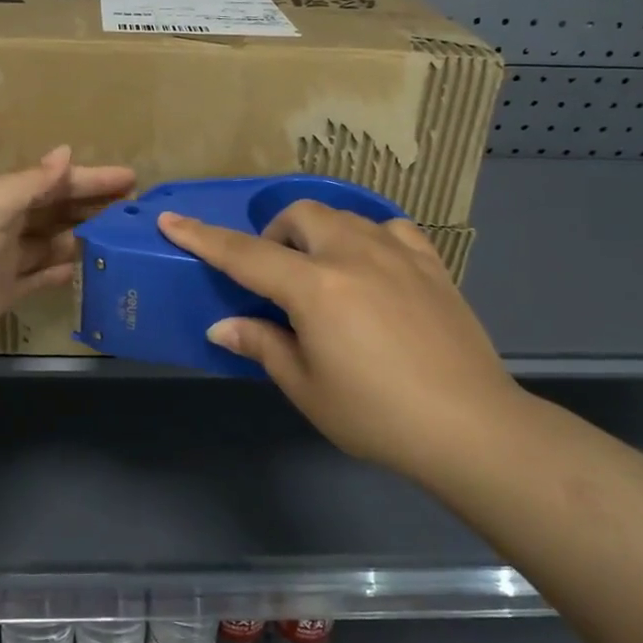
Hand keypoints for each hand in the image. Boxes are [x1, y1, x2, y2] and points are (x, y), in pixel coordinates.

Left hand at [0, 147, 134, 379]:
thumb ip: (29, 184)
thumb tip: (65, 154)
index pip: (48, 181)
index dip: (88, 178)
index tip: (130, 178)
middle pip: (50, 210)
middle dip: (88, 205)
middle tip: (134, 207)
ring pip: (47, 243)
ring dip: (79, 237)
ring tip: (121, 237)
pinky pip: (37, 277)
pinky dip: (59, 271)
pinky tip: (87, 268)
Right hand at [157, 201, 527, 475]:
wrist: (470, 426)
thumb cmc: (376, 414)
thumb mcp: (307, 387)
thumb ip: (263, 345)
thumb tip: (223, 326)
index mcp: (315, 287)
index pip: (245, 254)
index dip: (203, 237)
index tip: (172, 220)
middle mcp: (354, 254)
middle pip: (300, 216)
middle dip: (274, 235)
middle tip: (273, 276)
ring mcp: (398, 253)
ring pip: (343, 215)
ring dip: (317, 233)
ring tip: (319, 271)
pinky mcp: (431, 264)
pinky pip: (390, 228)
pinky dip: (366, 237)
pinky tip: (369, 264)